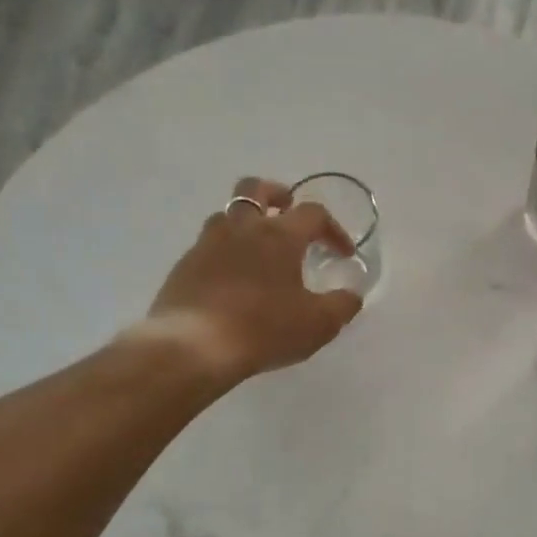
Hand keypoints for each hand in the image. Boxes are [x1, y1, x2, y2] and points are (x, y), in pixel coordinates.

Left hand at [138, 177, 362, 383]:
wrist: (194, 347)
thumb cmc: (264, 329)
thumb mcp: (318, 324)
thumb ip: (342, 305)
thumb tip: (352, 294)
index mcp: (279, 235)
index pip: (313, 214)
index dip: (333, 229)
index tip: (343, 254)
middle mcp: (241, 228)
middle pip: (256, 189)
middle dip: (276, 195)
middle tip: (287, 211)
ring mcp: (207, 244)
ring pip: (227, 215)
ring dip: (246, 222)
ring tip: (258, 249)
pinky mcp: (184, 266)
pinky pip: (208, 246)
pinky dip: (225, 253)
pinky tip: (232, 280)